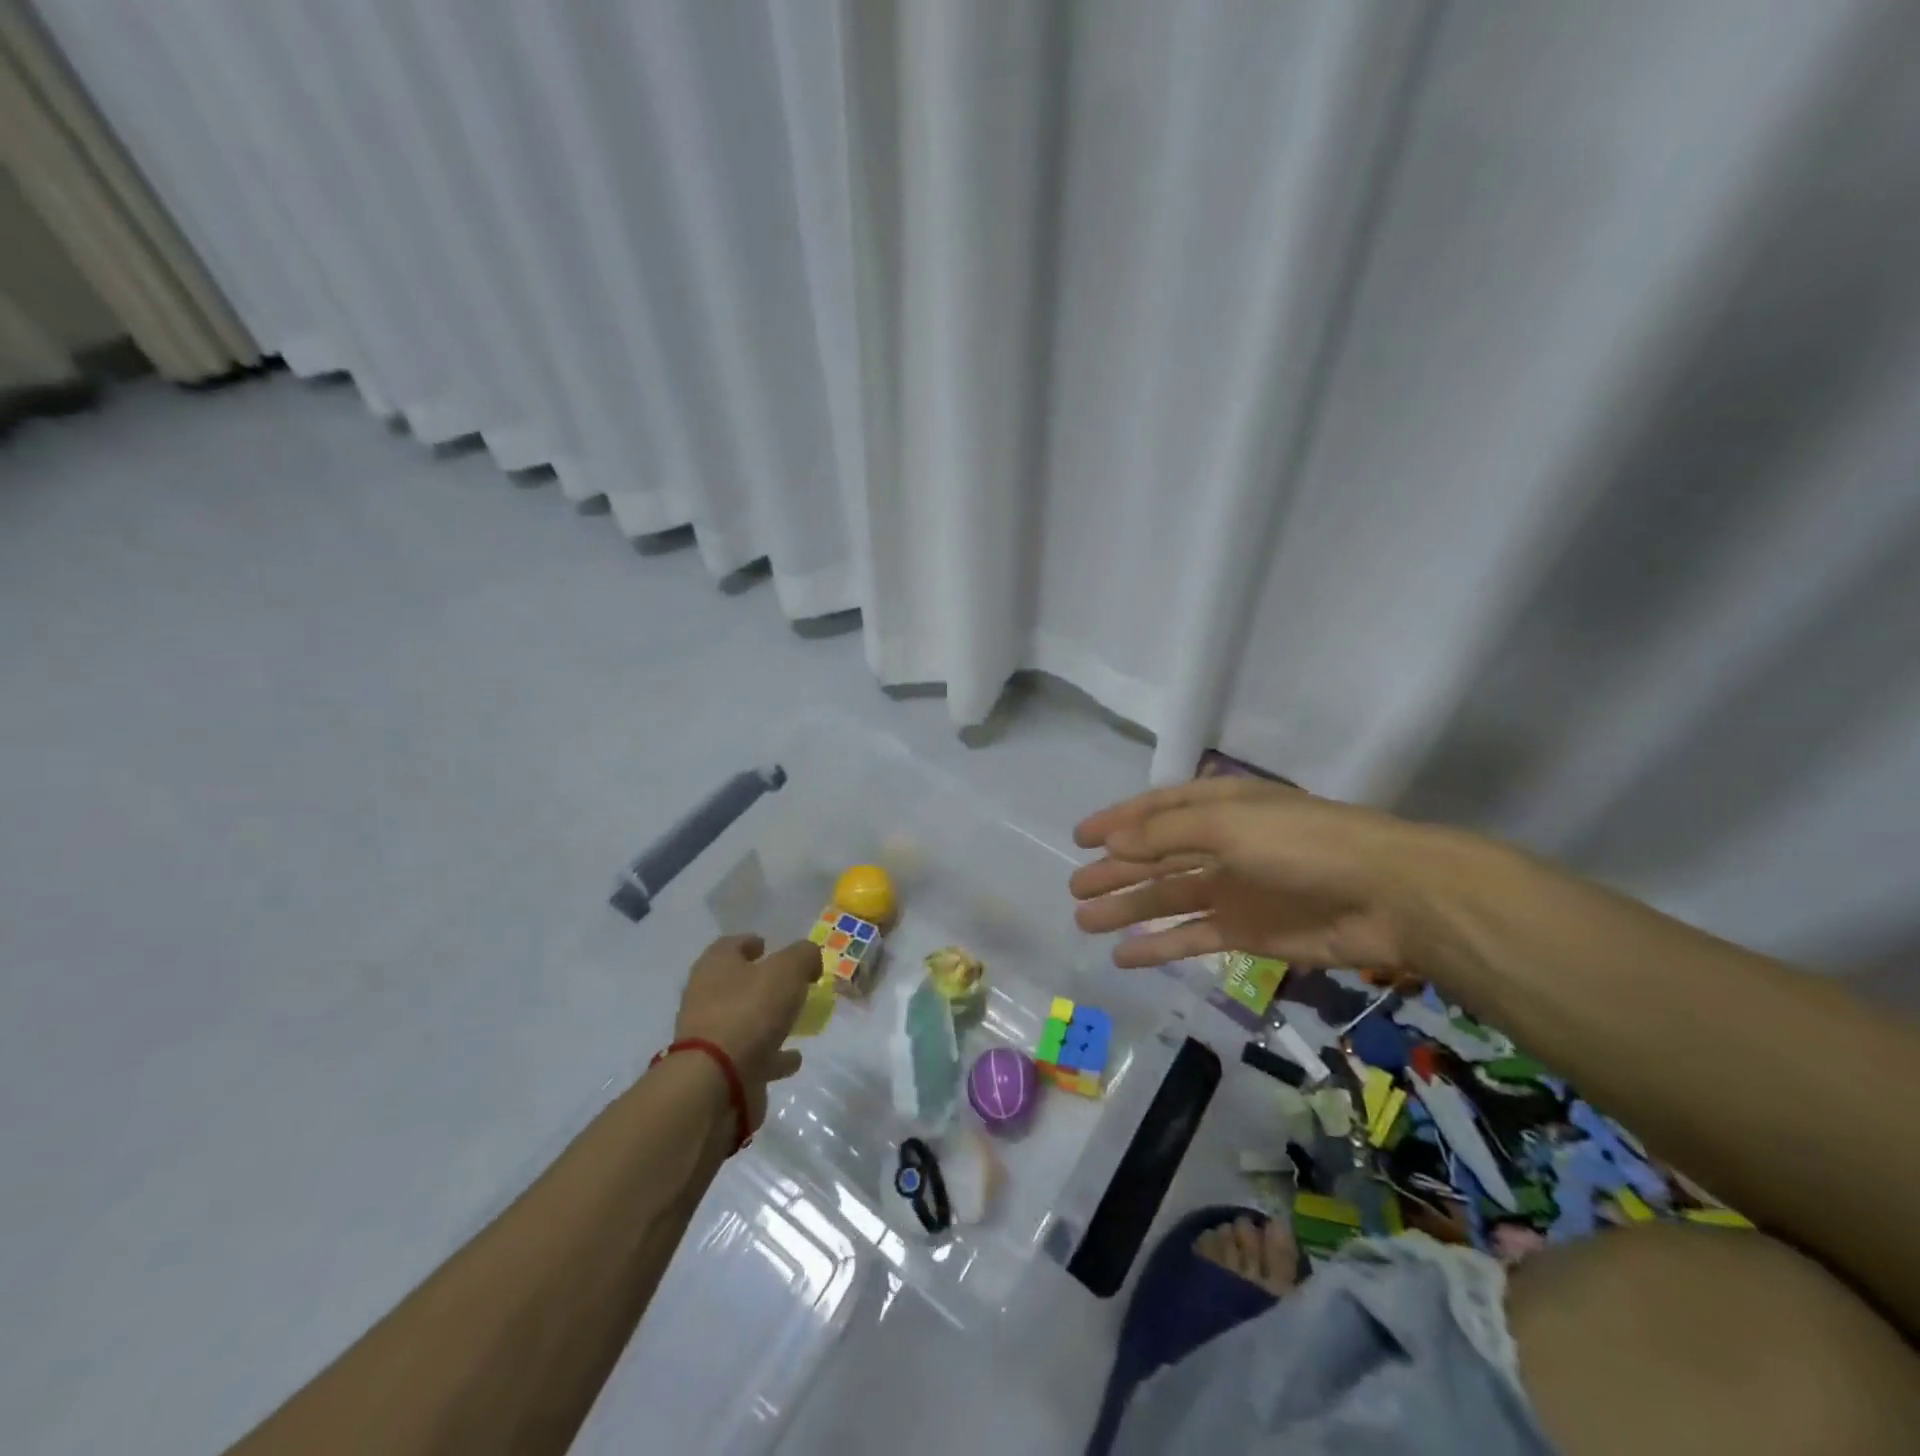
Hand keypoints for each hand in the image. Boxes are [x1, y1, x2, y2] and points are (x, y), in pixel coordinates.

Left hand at [673, 934, 819, 1127]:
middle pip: (736, 983)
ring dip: (768, 1020)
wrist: (716, 1081)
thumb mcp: (787, 970)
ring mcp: (711, 1036)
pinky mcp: (720, 1070)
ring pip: (744, 1019)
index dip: (751, 942)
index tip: (770, 947)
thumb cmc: (749, 1011)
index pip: (730, 945)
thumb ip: (803, 955)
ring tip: (797, 1021)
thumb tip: (809, 956)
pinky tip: (794, 1058)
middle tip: (792, 984)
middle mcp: (706, 997)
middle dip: (762, 983)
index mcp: (715, 966)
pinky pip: (753, 1055)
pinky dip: (773, 1055)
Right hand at [1069, 777, 1448, 974]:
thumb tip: (1113, 844)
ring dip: (1127, 909)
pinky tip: (1125, 956)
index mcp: (1217, 807)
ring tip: (1085, 921)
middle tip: (1074, 888)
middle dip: (1114, 871)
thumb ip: (1165, 835)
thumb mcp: (1225, 824)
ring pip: (1166, 899)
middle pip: (1154, 858)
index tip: (1079, 839)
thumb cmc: (1300, 844)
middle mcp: (1220, 844)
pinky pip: (1190, 937)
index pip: (1154, 811)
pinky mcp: (1246, 932)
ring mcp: (1232, 890)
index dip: (1116, 822)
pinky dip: (1158, 946)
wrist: (1386, 896)